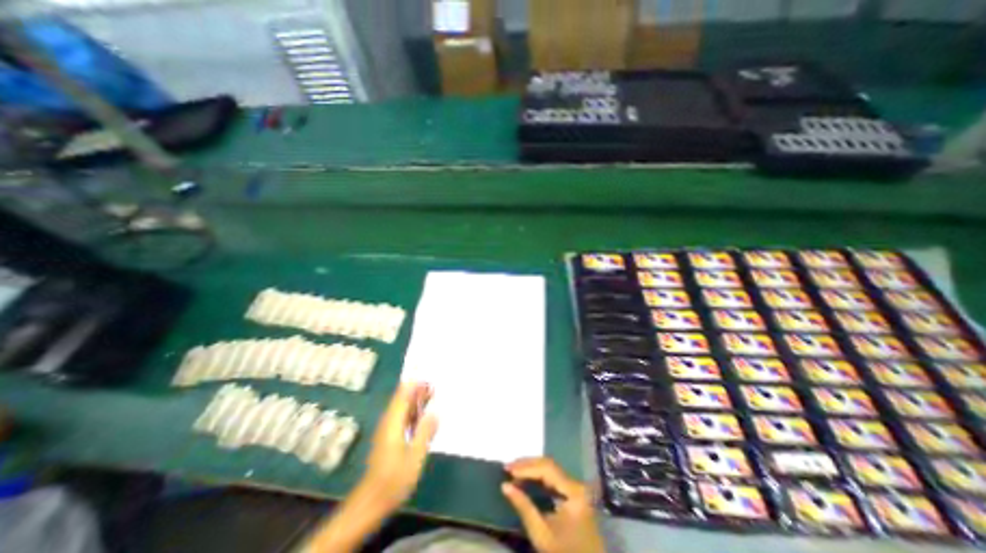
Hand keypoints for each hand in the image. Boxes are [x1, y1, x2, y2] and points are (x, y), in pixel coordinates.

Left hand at [362, 380, 436, 513]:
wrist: (371, 502)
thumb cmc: (393, 480)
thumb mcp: (415, 457)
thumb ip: (425, 433)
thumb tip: (435, 413)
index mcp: (393, 422)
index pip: (402, 394)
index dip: (415, 384)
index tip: (430, 379)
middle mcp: (388, 422)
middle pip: (402, 398)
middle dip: (418, 391)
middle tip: (435, 386)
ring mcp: (387, 430)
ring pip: (402, 408)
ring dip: (416, 401)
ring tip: (433, 396)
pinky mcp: (388, 438)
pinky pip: (402, 418)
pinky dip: (413, 412)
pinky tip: (424, 417)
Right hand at [504, 459, 604, 552]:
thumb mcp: (541, 534)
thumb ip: (524, 507)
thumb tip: (505, 486)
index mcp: (573, 491)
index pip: (547, 469)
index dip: (526, 467)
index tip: (507, 470)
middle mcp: (576, 484)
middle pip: (549, 465)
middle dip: (527, 465)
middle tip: (508, 467)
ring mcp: (576, 488)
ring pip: (551, 469)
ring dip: (532, 468)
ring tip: (514, 471)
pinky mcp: (574, 494)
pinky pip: (554, 477)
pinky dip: (539, 476)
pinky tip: (526, 479)